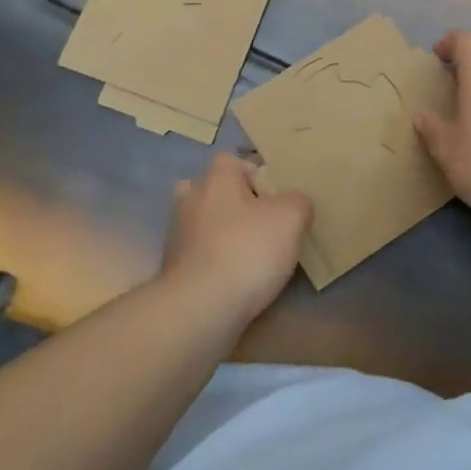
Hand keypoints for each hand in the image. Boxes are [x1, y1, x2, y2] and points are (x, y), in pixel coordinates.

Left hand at [161, 154, 312, 326]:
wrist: (200, 308)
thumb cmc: (247, 250)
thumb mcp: (291, 217)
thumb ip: (298, 201)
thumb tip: (295, 203)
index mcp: (215, 178)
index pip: (233, 161)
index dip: (255, 175)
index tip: (275, 198)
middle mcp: (190, 198)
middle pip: (214, 190)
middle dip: (234, 203)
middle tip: (260, 223)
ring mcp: (176, 233)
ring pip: (203, 222)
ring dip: (221, 232)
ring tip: (249, 254)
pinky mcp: (171, 267)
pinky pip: (198, 253)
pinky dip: (213, 260)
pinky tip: (233, 278)